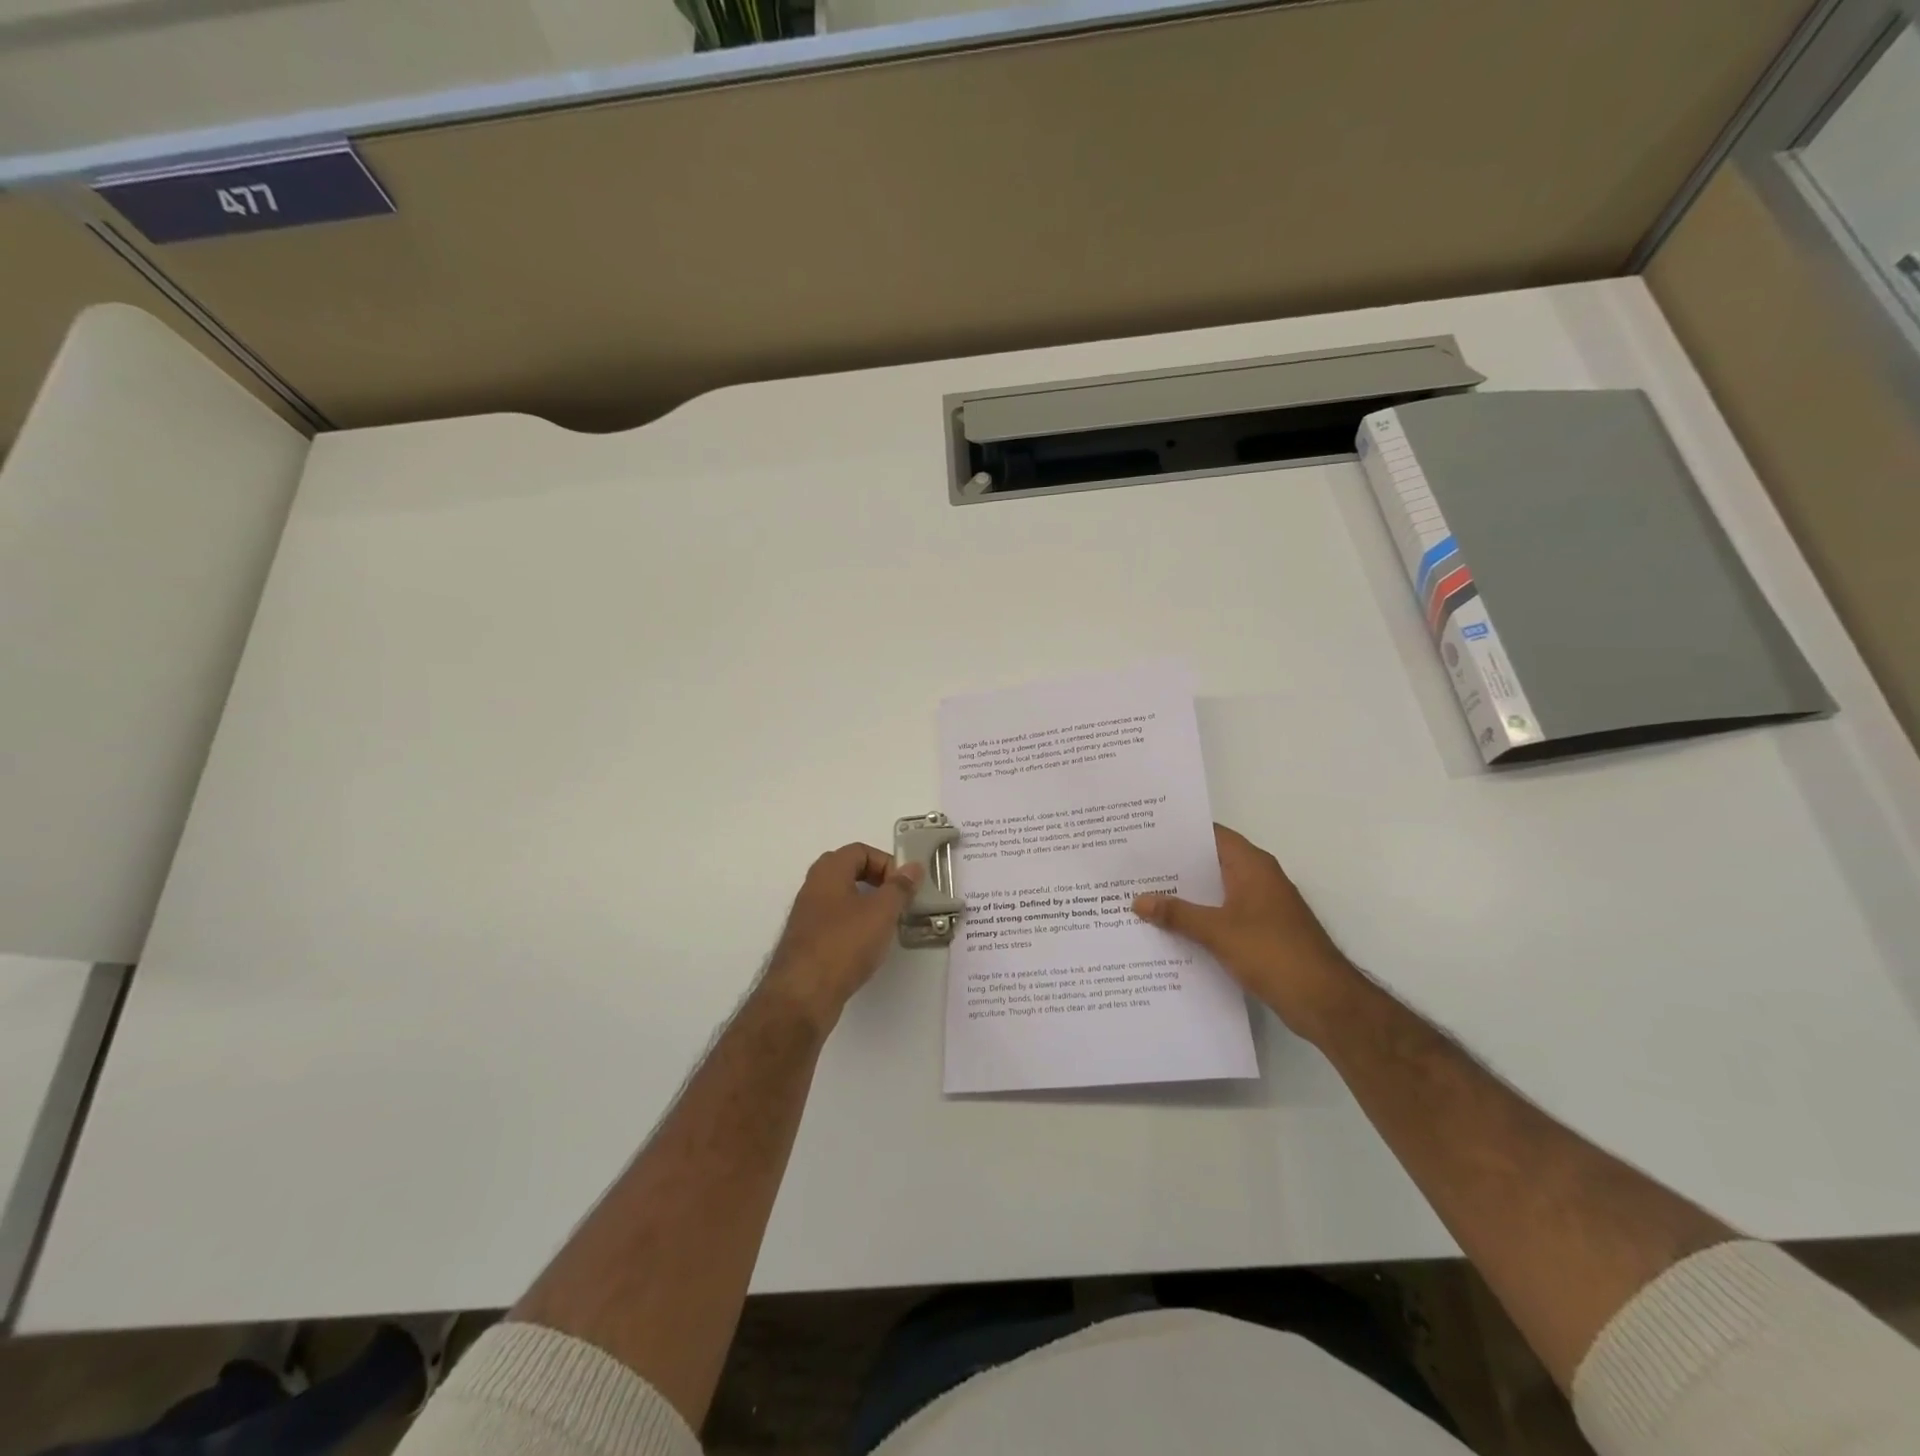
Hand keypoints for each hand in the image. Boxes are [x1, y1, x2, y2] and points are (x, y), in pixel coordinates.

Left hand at [764, 844, 922, 1029]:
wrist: (802, 995)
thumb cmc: (844, 944)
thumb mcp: (881, 912)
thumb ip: (899, 887)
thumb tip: (912, 867)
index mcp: (828, 871)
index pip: (860, 851)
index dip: (886, 862)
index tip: (904, 885)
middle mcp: (813, 887)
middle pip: (849, 871)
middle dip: (877, 882)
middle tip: (896, 901)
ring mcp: (807, 916)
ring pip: (841, 899)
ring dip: (866, 905)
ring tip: (886, 925)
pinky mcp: (806, 942)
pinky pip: (835, 922)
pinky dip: (853, 926)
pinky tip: (867, 947)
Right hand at [1132, 824, 1357, 1040]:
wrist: (1325, 1001)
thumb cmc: (1273, 953)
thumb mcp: (1217, 932)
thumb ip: (1177, 914)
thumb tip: (1138, 900)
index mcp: (1251, 866)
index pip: (1211, 835)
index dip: (1179, 832)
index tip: (1144, 833)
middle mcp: (1258, 878)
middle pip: (1210, 863)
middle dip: (1175, 866)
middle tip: (1134, 866)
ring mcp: (1262, 906)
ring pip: (1215, 892)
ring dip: (1185, 896)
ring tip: (1142, 895)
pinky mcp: (1262, 933)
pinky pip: (1223, 916)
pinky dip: (1199, 919)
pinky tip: (1170, 930)